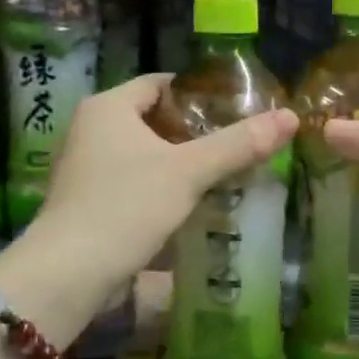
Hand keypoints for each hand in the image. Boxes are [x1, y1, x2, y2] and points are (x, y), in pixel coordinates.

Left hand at [0, 74, 297, 339]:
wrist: (67, 275)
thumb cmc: (125, 207)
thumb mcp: (188, 172)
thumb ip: (238, 144)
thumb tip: (290, 117)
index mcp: (108, 108)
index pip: (160, 83)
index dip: (199, 92)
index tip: (235, 107)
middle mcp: (91, 129)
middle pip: (153, 118)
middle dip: (194, 130)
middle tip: (236, 140)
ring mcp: (86, 167)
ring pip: (144, 152)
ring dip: (179, 160)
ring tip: (223, 170)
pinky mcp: (88, 201)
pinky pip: (133, 180)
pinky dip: (162, 185)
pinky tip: (191, 202)